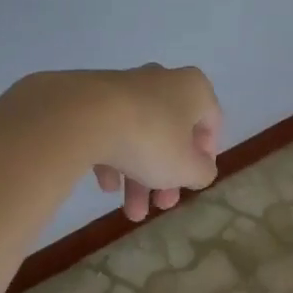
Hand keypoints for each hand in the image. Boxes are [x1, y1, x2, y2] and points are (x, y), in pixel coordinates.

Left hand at [70, 65, 222, 221]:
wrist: (82, 117)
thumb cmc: (150, 139)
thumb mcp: (187, 168)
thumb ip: (202, 173)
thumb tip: (199, 171)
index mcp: (193, 89)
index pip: (211, 122)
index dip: (206, 157)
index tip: (193, 182)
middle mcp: (162, 80)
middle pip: (172, 133)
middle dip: (167, 175)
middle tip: (162, 205)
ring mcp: (124, 86)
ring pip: (140, 134)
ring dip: (140, 175)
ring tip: (131, 212)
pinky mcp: (92, 96)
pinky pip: (110, 129)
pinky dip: (112, 158)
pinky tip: (106, 186)